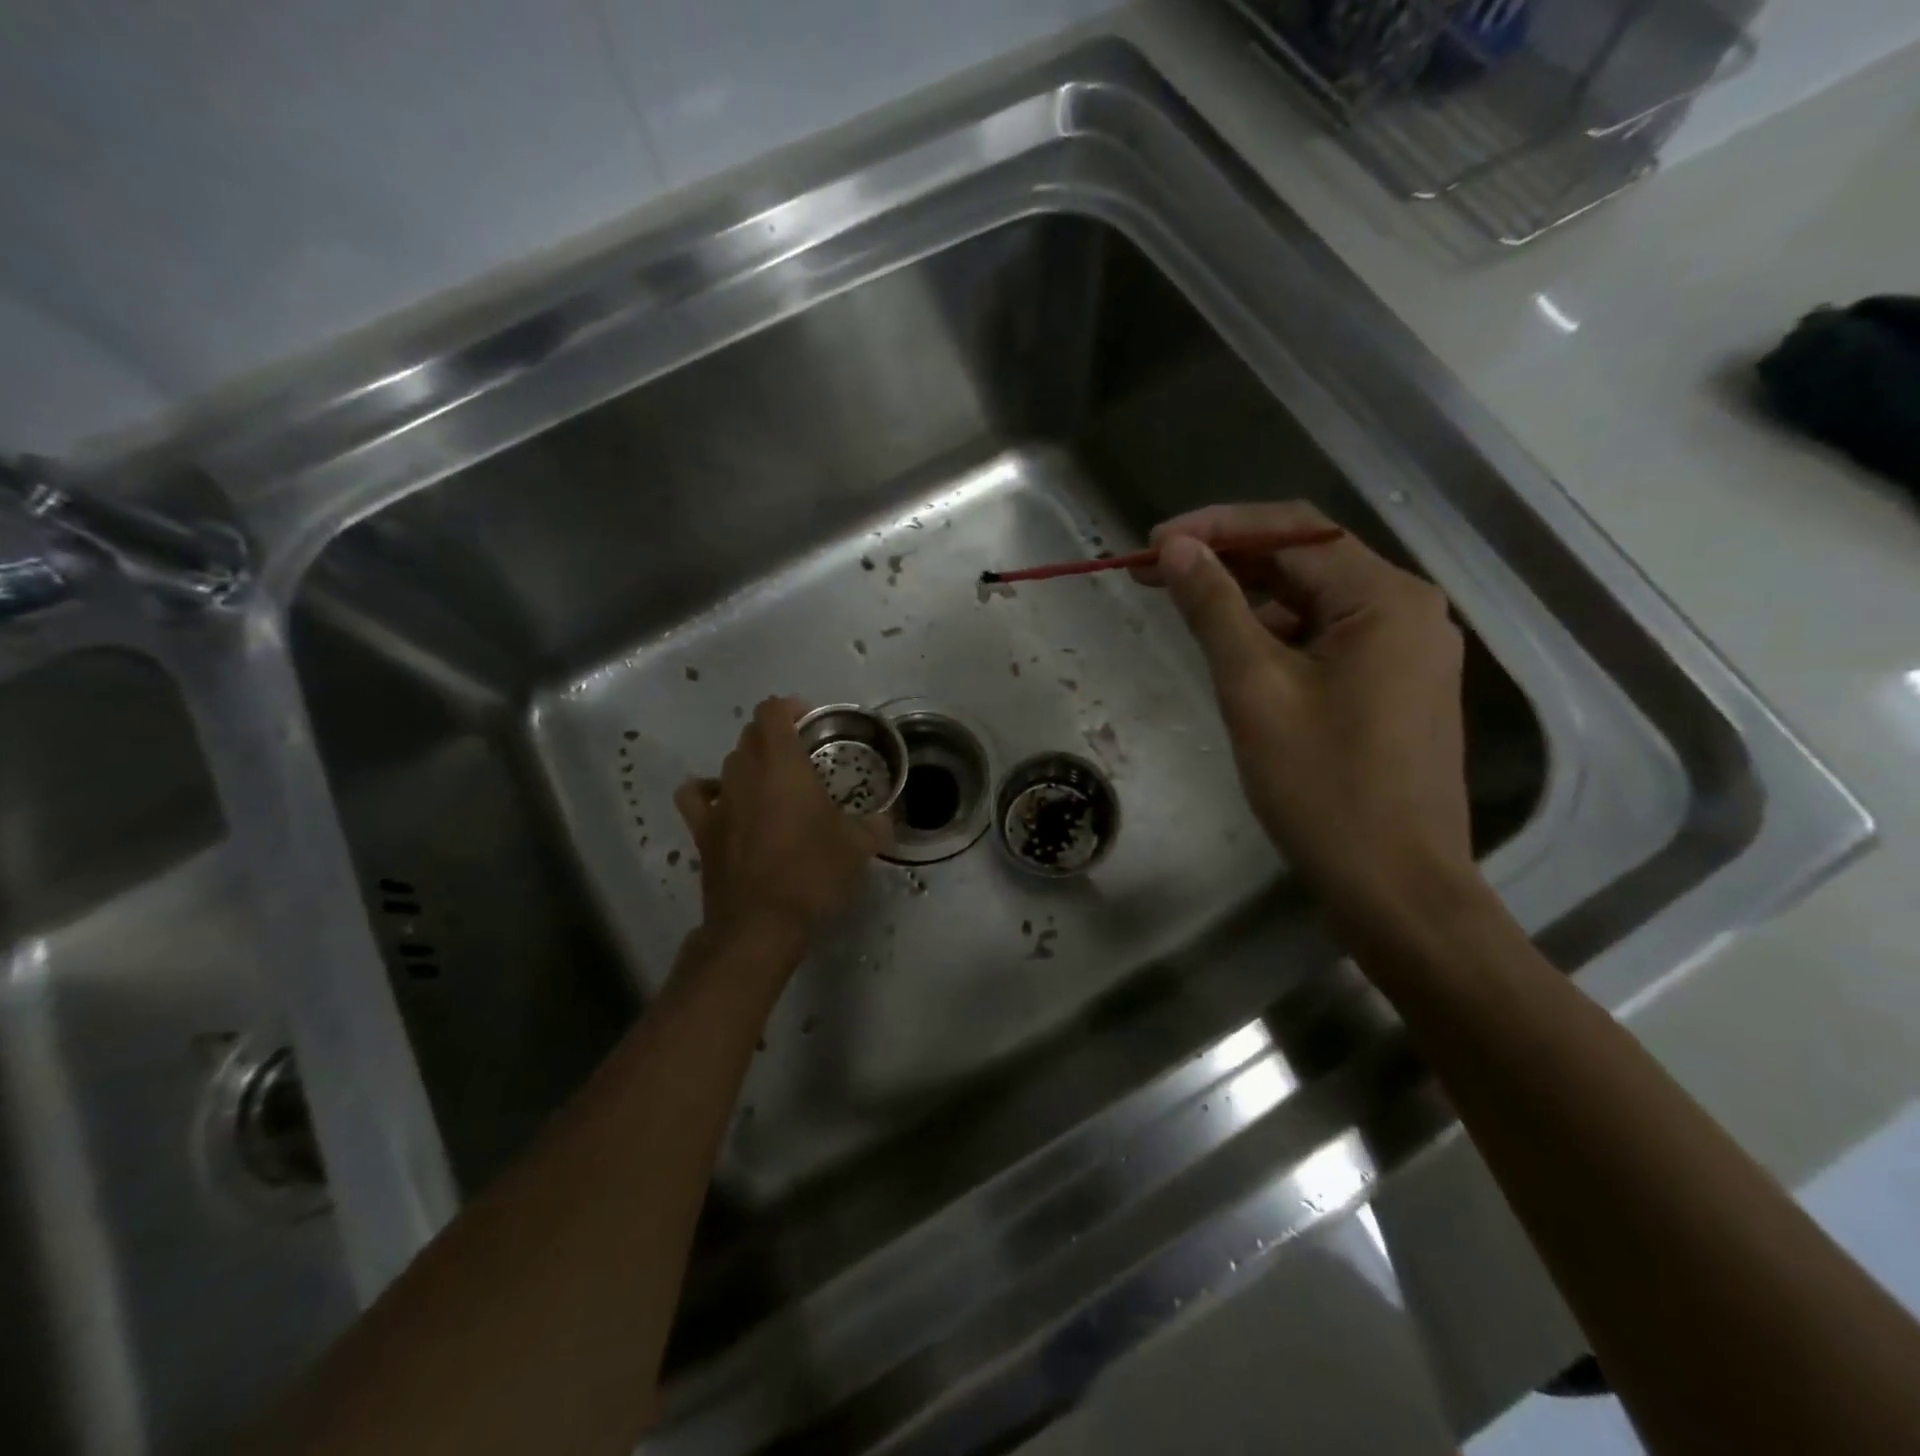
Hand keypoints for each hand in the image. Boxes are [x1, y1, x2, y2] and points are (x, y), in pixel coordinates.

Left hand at [674, 698, 891, 950]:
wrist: (759, 923)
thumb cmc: (812, 874)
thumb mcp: (858, 847)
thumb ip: (876, 824)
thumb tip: (888, 818)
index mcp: (782, 765)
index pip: (773, 711)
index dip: (790, 708)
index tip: (811, 724)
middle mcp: (745, 772)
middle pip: (751, 734)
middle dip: (775, 735)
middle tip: (803, 757)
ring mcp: (719, 800)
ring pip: (729, 761)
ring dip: (751, 763)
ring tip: (773, 783)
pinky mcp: (702, 829)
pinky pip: (697, 794)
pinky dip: (709, 790)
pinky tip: (728, 802)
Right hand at [1140, 503, 1474, 926]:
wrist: (1396, 886)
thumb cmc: (1323, 787)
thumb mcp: (1255, 689)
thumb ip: (1215, 609)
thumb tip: (1177, 548)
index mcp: (1384, 598)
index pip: (1292, 532)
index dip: (1217, 527)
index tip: (1152, 547)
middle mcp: (1407, 610)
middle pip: (1306, 562)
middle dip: (1229, 561)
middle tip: (1156, 574)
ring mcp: (1407, 651)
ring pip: (1314, 603)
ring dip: (1249, 600)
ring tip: (1186, 609)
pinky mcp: (1395, 686)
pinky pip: (1328, 640)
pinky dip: (1277, 636)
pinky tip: (1236, 653)